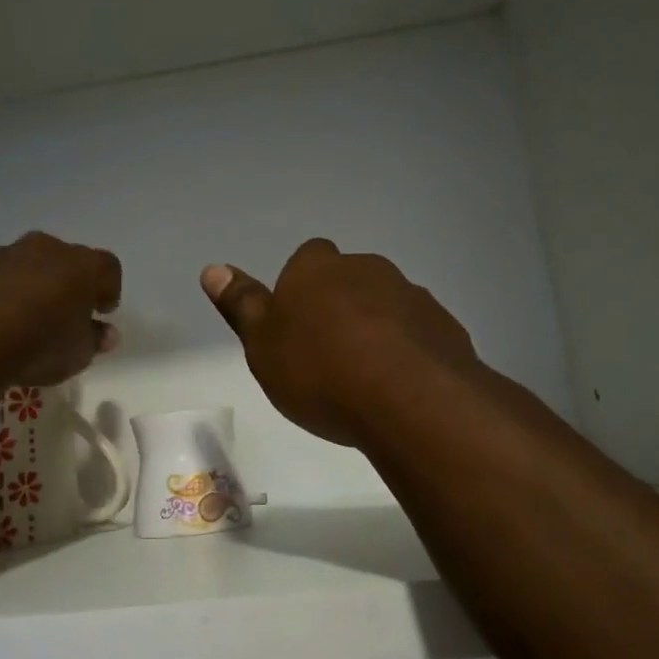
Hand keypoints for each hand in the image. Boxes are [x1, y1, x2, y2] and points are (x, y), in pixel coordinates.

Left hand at [0, 232, 121, 387]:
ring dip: (31, 285)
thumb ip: (95, 340)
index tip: (103, 312)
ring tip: (26, 320)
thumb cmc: (40, 345)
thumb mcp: (79, 354)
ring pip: (26, 265)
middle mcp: (43, 249)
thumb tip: (105, 333)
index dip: (109, 289)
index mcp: (80, 264)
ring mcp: (3, 255)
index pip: (108, 267)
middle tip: (65, 313)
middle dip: (68, 283)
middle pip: (65, 260)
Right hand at [201, 239, 479, 448]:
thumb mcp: (263, 345)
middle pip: (349, 279)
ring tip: (366, 377)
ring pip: (386, 305)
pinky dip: (408, 351)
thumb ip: (241, 305)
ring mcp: (412, 295)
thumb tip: (213, 268)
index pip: (307, 258)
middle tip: (328, 354)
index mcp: (317, 269)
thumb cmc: (319, 371)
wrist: (408, 400)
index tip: (297, 323)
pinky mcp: (445, 326)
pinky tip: (399, 388)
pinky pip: (418, 333)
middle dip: (341, 305)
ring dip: (377, 328)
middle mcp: (367, 269)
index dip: (301, 287)